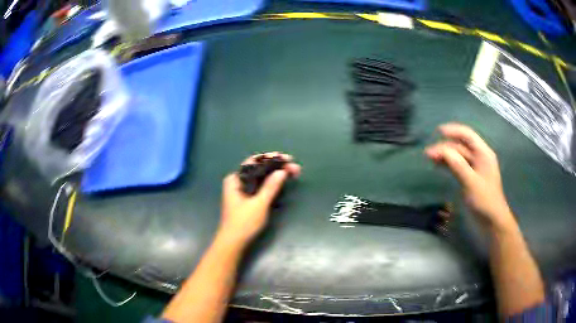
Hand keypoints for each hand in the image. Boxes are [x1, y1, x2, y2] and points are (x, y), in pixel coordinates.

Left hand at [218, 152, 300, 245]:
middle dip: (276, 166)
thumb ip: (270, 187)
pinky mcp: (247, 199)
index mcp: (235, 179)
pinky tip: (282, 181)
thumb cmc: (243, 223)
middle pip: (258, 168)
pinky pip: (260, 185)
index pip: (254, 162)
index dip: (271, 158)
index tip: (286, 158)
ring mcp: (242, 190)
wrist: (233, 242)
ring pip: (261, 177)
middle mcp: (237, 181)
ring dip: (276, 174)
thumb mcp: (259, 204)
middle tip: (294, 167)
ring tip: (292, 172)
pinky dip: (271, 183)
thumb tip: (282, 171)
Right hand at [425, 123, 515, 231]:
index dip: (453, 130)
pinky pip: (458, 165)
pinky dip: (448, 164)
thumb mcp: (471, 182)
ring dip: (445, 155)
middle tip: (428, 154)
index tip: (438, 132)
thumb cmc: (484, 200)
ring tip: (430, 159)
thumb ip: (458, 165)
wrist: (492, 221)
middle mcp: (479, 157)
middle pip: (461, 146)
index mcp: (483, 154)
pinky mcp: (470, 177)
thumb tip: (443, 150)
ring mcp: (475, 167)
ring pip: (458, 156)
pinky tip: (439, 166)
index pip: (468, 135)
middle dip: (445, 147)